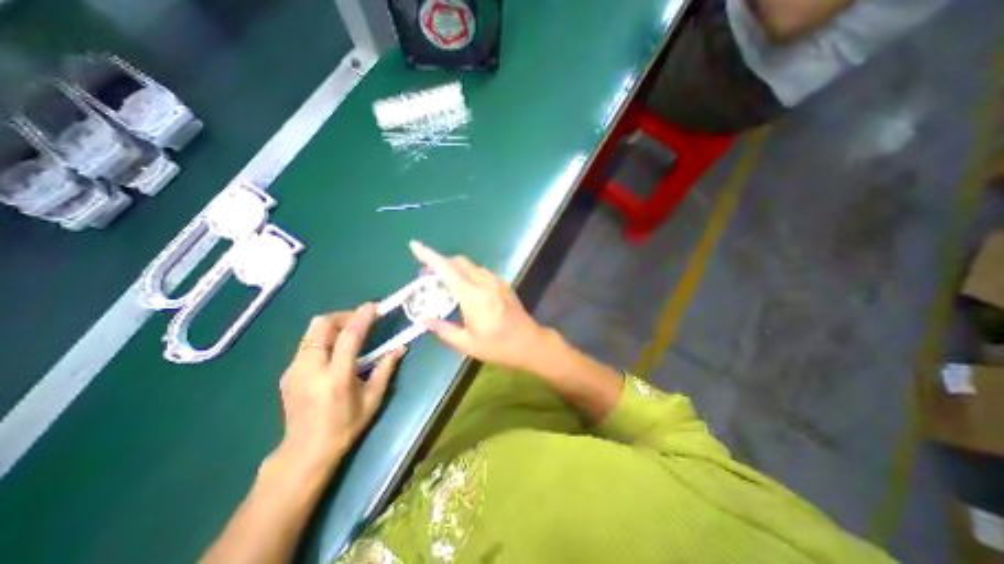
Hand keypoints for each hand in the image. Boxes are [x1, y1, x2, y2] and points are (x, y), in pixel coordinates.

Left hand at [272, 303, 402, 471]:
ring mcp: (294, 370)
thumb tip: (401, 347)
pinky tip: (335, 351)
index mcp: (336, 377)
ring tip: (350, 333)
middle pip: (321, 325)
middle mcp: (310, 368)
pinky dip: (324, 338)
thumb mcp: (373, 398)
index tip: (374, 306)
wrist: (305, 451)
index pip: (348, 336)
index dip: (362, 317)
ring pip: (311, 332)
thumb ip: (386, 368)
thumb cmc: (345, 426)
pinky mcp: (287, 372)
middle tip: (360, 321)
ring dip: (333, 325)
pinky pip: (306, 343)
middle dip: (343, 315)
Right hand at [405, 239, 552, 372]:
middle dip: (440, 262)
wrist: (530, 343)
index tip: (415, 246)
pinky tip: (466, 288)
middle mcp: (485, 283)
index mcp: (473, 296)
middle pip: (459, 262)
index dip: (429, 256)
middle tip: (427, 276)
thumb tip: (423, 319)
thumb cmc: (498, 347)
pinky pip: (482, 272)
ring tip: (445, 283)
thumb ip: (443, 329)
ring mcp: (497, 282)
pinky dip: (468, 273)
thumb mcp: (467, 344)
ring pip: (471, 265)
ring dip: (455, 268)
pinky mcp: (504, 284)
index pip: (447, 270)